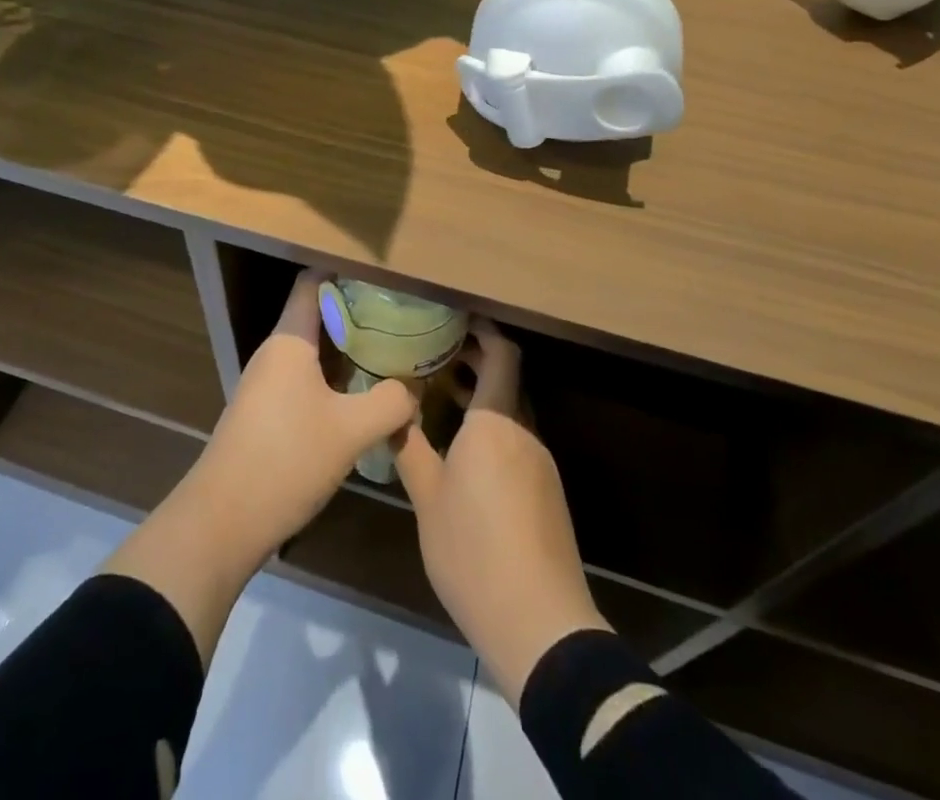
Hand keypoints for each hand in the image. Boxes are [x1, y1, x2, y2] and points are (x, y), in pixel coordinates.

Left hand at [105, 268, 417, 663]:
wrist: (222, 523)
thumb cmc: (286, 460)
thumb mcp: (350, 431)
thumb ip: (390, 402)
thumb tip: (414, 389)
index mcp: (289, 340)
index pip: (314, 281)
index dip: (348, 272)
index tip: (387, 276)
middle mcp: (276, 353)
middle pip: (318, 314)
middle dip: (360, 313)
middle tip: (403, 317)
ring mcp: (268, 384)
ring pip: (315, 351)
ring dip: (350, 350)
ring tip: (393, 352)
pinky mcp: (267, 413)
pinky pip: (307, 379)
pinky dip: (336, 378)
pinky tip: (364, 396)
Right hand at [394, 318, 609, 703]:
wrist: (539, 623)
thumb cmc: (474, 550)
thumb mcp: (427, 498)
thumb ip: (409, 446)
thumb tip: (392, 409)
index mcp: (496, 422)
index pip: (502, 354)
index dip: (483, 330)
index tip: (454, 317)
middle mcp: (524, 432)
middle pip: (507, 379)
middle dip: (475, 360)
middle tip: (435, 352)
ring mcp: (540, 463)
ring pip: (511, 411)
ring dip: (481, 396)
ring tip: (441, 396)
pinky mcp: (547, 491)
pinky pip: (518, 439)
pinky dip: (492, 427)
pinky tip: (465, 450)